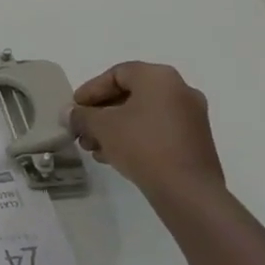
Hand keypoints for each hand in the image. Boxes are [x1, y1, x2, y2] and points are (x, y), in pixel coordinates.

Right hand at [65, 62, 224, 199]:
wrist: (187, 191)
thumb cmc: (142, 145)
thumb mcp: (102, 126)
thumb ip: (81, 115)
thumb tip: (69, 114)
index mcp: (159, 77)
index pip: (116, 74)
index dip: (90, 90)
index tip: (75, 108)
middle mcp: (180, 90)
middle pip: (130, 95)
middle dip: (100, 113)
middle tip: (82, 130)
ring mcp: (191, 117)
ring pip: (143, 115)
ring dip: (114, 128)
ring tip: (93, 147)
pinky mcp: (195, 141)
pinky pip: (157, 130)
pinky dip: (134, 138)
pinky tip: (114, 156)